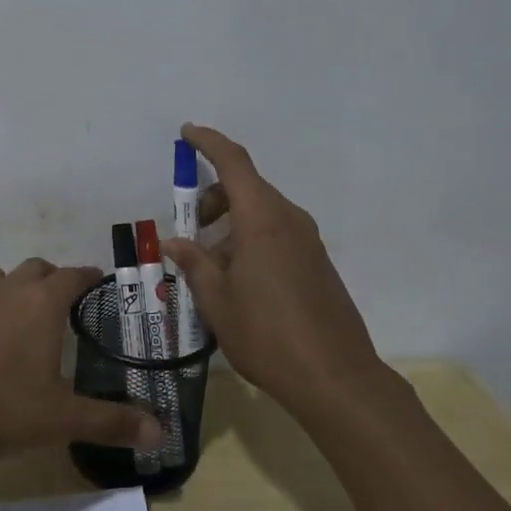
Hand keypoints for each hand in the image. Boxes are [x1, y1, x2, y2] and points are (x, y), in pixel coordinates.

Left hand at [0, 259, 165, 456]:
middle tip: (57, 303)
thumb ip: (112, 422)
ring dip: (2, 286)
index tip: (97, 282)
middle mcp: (6, 290)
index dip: (88, 276)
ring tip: (8, 310)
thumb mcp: (62, 420)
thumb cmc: (0, 407)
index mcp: (42, 304)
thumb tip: (161, 430)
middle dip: (49, 278)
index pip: (74, 275)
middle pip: (34, 268)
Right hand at [162, 124, 389, 416]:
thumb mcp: (217, 300)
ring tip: (209, 265)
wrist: (336, 378)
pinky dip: (251, 238)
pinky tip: (238, 278)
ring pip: (261, 212)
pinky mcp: (317, 261)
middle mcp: (289, 219)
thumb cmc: (266, 334)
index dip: (209, 142)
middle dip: (213, 198)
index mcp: (262, 219)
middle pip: (247, 187)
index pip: (233, 162)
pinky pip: (277, 232)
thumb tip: (174, 243)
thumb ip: (194, 263)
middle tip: (189, 229)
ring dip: (231, 223)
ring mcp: (307, 240)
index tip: (187, 133)